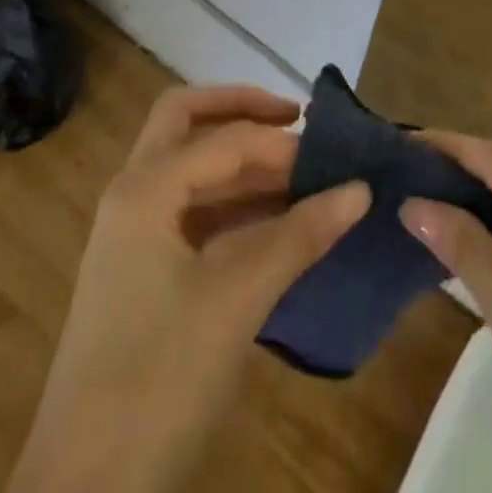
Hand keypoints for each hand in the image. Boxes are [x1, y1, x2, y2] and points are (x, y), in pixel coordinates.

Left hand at [17, 86, 370, 492]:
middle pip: (186, 120)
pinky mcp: (140, 272)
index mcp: (145, 189)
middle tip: (297, 118)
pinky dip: (230, 205)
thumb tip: (360, 189)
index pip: (226, 140)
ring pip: (188, 168)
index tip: (336, 161)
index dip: (284, 145)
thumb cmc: (157, 382)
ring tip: (298, 173)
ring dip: (239, 161)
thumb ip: (299, 236)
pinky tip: (272, 224)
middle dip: (240, 110)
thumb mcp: (236, 301)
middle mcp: (132, 195)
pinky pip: (190, 213)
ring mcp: (131, 234)